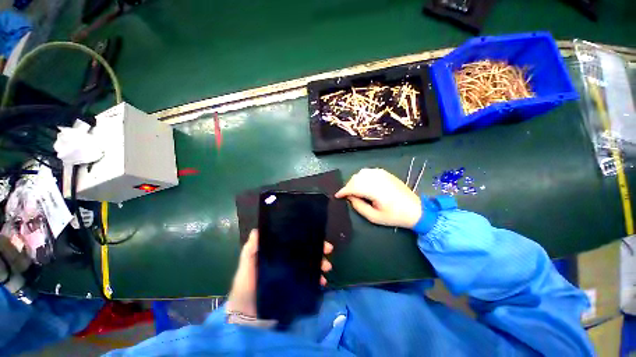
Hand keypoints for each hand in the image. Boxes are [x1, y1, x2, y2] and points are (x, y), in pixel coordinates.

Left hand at [226, 229, 333, 317]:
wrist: (246, 313)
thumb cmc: (245, 284)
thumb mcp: (246, 264)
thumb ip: (250, 248)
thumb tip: (257, 230)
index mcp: (278, 253)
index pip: (295, 242)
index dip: (307, 238)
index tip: (318, 237)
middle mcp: (287, 261)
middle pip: (306, 252)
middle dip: (318, 251)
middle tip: (327, 252)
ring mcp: (292, 274)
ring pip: (310, 265)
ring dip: (320, 265)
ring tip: (326, 269)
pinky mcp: (295, 287)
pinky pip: (309, 281)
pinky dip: (317, 280)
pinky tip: (322, 282)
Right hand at [335, 168, 421, 227]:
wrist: (415, 209)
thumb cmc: (394, 216)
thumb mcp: (374, 217)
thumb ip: (358, 206)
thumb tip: (349, 197)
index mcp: (376, 190)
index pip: (354, 186)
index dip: (343, 191)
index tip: (337, 196)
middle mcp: (378, 179)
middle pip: (356, 178)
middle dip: (348, 186)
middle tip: (347, 195)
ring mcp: (382, 174)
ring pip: (361, 173)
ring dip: (355, 181)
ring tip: (355, 190)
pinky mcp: (385, 173)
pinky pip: (368, 171)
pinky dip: (362, 177)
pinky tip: (364, 184)